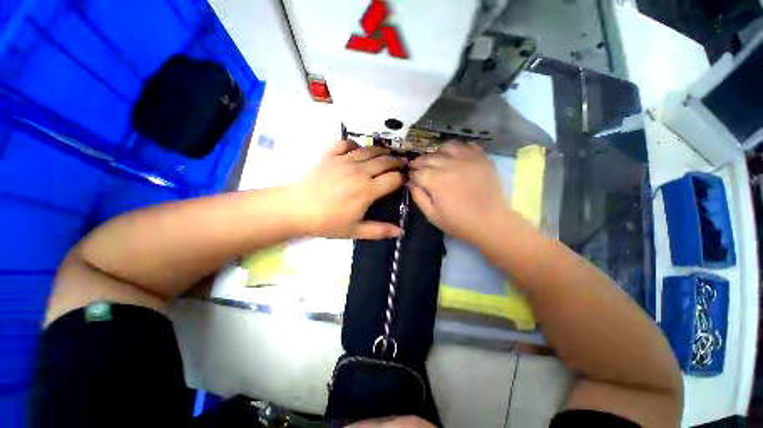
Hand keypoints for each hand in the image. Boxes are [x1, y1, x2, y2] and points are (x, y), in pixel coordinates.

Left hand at [289, 140, 405, 239]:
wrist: (297, 209)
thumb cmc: (327, 222)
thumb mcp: (355, 231)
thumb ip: (379, 231)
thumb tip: (400, 232)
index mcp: (367, 190)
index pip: (394, 178)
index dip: (402, 179)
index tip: (404, 181)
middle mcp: (360, 171)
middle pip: (385, 161)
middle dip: (397, 162)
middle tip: (403, 164)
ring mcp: (344, 160)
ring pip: (370, 150)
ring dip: (382, 151)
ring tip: (387, 155)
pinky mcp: (330, 156)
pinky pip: (346, 143)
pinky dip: (355, 144)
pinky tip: (357, 149)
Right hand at [409, 142, 508, 245]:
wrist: (491, 222)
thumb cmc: (458, 222)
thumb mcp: (432, 215)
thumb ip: (418, 196)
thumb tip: (410, 182)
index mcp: (435, 180)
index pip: (417, 171)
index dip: (411, 174)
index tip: (410, 177)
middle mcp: (449, 164)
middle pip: (428, 157)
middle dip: (419, 162)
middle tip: (417, 167)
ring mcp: (467, 159)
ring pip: (446, 147)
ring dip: (437, 152)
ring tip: (436, 160)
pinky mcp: (481, 158)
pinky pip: (467, 145)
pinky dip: (458, 149)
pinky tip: (456, 157)